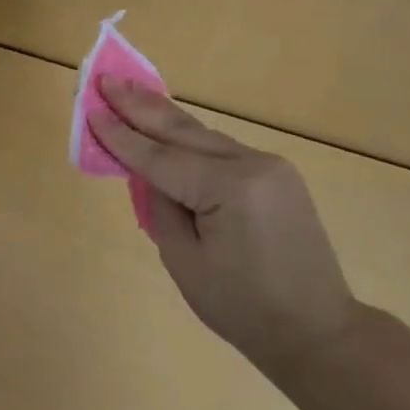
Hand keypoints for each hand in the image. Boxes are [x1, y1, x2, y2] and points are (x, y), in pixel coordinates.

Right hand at [91, 77, 360, 371]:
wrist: (319, 331)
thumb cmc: (243, 308)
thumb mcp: (185, 261)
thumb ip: (160, 208)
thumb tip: (149, 174)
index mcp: (230, 188)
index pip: (160, 157)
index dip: (121, 136)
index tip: (90, 108)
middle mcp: (253, 164)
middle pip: (183, 131)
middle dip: (140, 105)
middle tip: (106, 78)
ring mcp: (270, 167)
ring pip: (203, 135)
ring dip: (163, 116)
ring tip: (128, 90)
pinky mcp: (276, 176)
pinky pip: (220, 150)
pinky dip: (188, 138)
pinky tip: (166, 124)